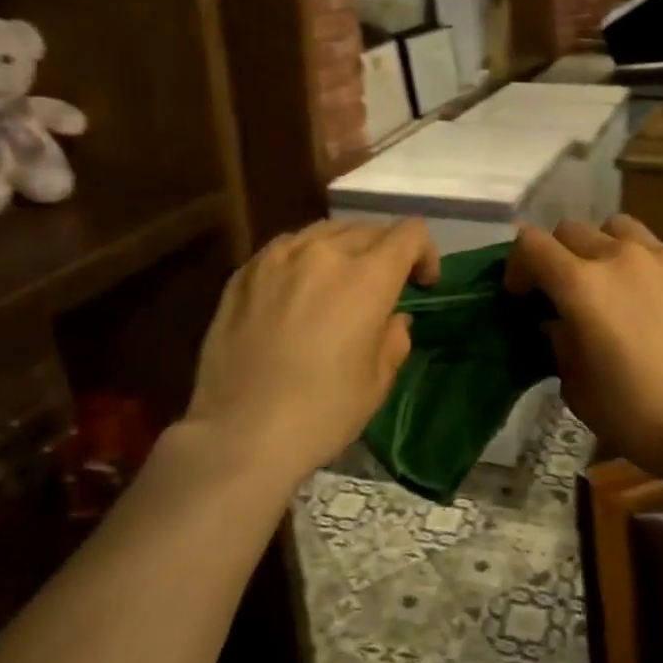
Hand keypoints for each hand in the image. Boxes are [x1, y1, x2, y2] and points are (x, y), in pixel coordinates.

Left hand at [182, 219, 440, 489]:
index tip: (421, 284)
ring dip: (345, 248)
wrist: (238, 432)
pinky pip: (287, 246)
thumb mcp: (378, 382)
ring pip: (325, 230)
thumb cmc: (322, 412)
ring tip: (340, 282)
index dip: (424, 253)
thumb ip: (394, 338)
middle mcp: (325, 253)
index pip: (409, 234)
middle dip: (386, 251)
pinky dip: (305, 257)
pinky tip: (298, 289)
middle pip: (368, 229)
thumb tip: (392, 318)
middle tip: (383, 288)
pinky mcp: (245, 271)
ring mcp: (279, 257)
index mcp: (368, 277)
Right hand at [506, 217, 662, 487]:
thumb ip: (560, 344)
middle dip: (556, 256)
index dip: (518, 266)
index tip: (522, 297)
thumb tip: (558, 324)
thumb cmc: (637, 414)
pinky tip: (653, 305)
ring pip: (619, 228)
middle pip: (572, 230)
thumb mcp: (578, 388)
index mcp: (582, 284)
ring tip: (608, 283)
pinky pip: (658, 253)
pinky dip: (643, 267)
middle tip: (562, 293)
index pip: (532, 244)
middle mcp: (621, 258)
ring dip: (601, 247)